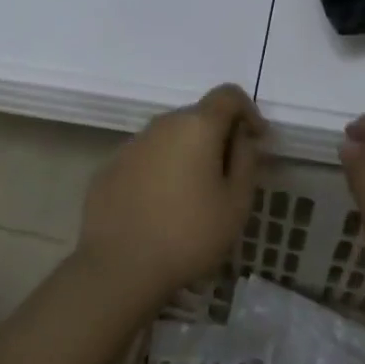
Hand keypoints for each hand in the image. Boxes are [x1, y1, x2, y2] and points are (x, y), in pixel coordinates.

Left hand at [79, 84, 266, 304]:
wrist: (119, 268)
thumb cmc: (189, 234)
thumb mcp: (236, 203)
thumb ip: (246, 160)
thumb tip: (242, 138)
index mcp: (196, 126)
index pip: (228, 95)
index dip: (248, 111)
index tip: (256, 141)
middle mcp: (161, 124)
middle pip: (197, 116)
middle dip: (217, 136)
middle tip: (228, 175)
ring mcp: (131, 145)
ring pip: (169, 138)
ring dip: (186, 154)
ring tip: (192, 195)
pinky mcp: (108, 168)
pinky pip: (145, 158)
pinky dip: (159, 171)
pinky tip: (160, 207)